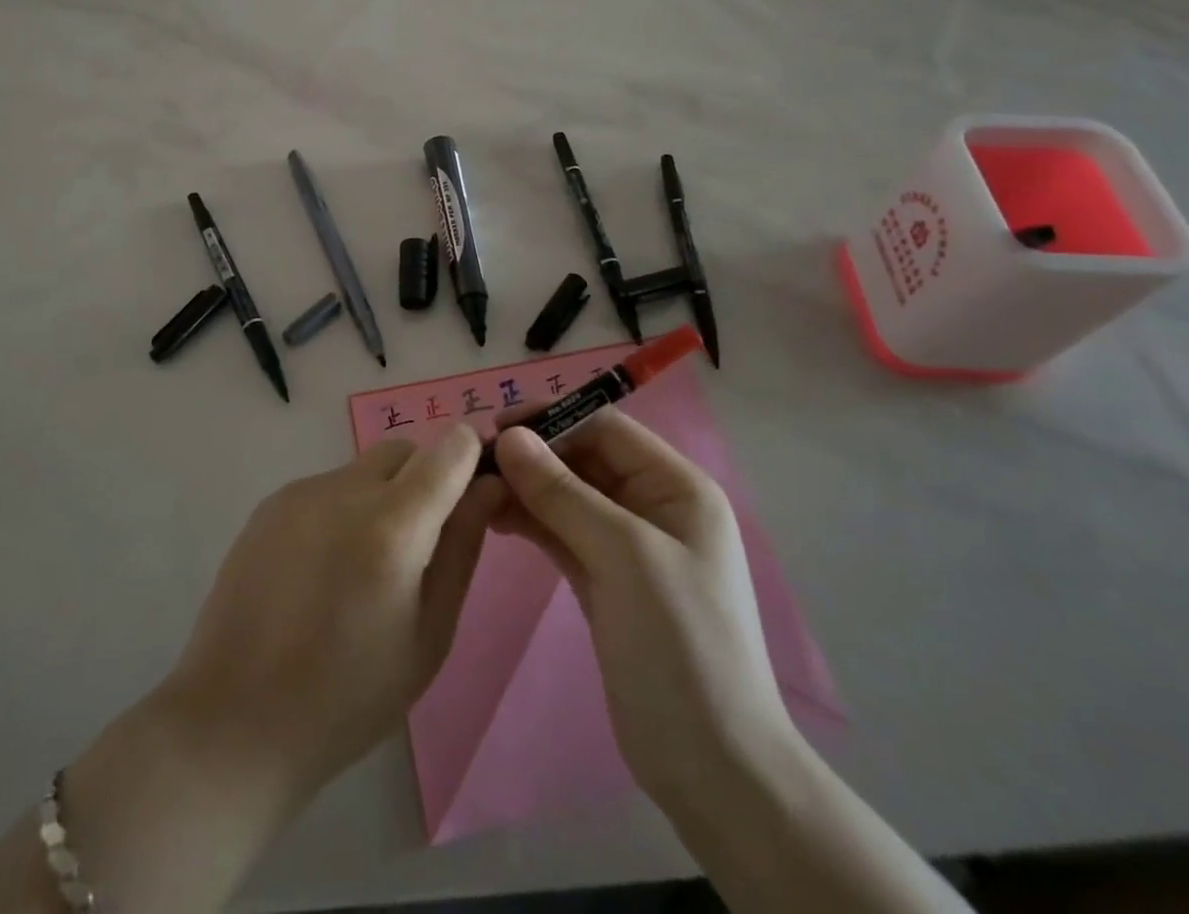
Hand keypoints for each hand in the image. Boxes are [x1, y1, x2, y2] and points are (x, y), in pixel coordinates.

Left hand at [159, 423, 501, 811]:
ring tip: (363, 567)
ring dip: (381, 496)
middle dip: (425, 479)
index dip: (470, 457)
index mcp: (392, 526)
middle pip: (405, 452)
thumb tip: (488, 487)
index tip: (474, 489)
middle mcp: (345, 490)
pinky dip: (342, 510)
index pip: (449, 449)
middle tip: (419, 545)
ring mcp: (302, 492)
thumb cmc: (348, 696)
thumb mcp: (429, 635)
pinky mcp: (271, 503)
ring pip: (363, 469)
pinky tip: (323, 569)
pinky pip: (327, 487)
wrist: (234, 719)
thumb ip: (462, 549)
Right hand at [490, 409, 793, 809]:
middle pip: (584, 459)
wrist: (713, 768)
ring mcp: (628, 545)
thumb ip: (563, 492)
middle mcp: (654, 506)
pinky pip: (562, 533)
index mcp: (677, 487)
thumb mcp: (624, 556)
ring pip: (568, 496)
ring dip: (525, 488)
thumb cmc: (680, 645)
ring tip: (475, 491)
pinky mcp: (605, 580)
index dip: (552, 420)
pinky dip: (530, 522)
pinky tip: (494, 519)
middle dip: (533, 456)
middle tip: (475, 462)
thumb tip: (508, 437)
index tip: (495, 427)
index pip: (606, 429)